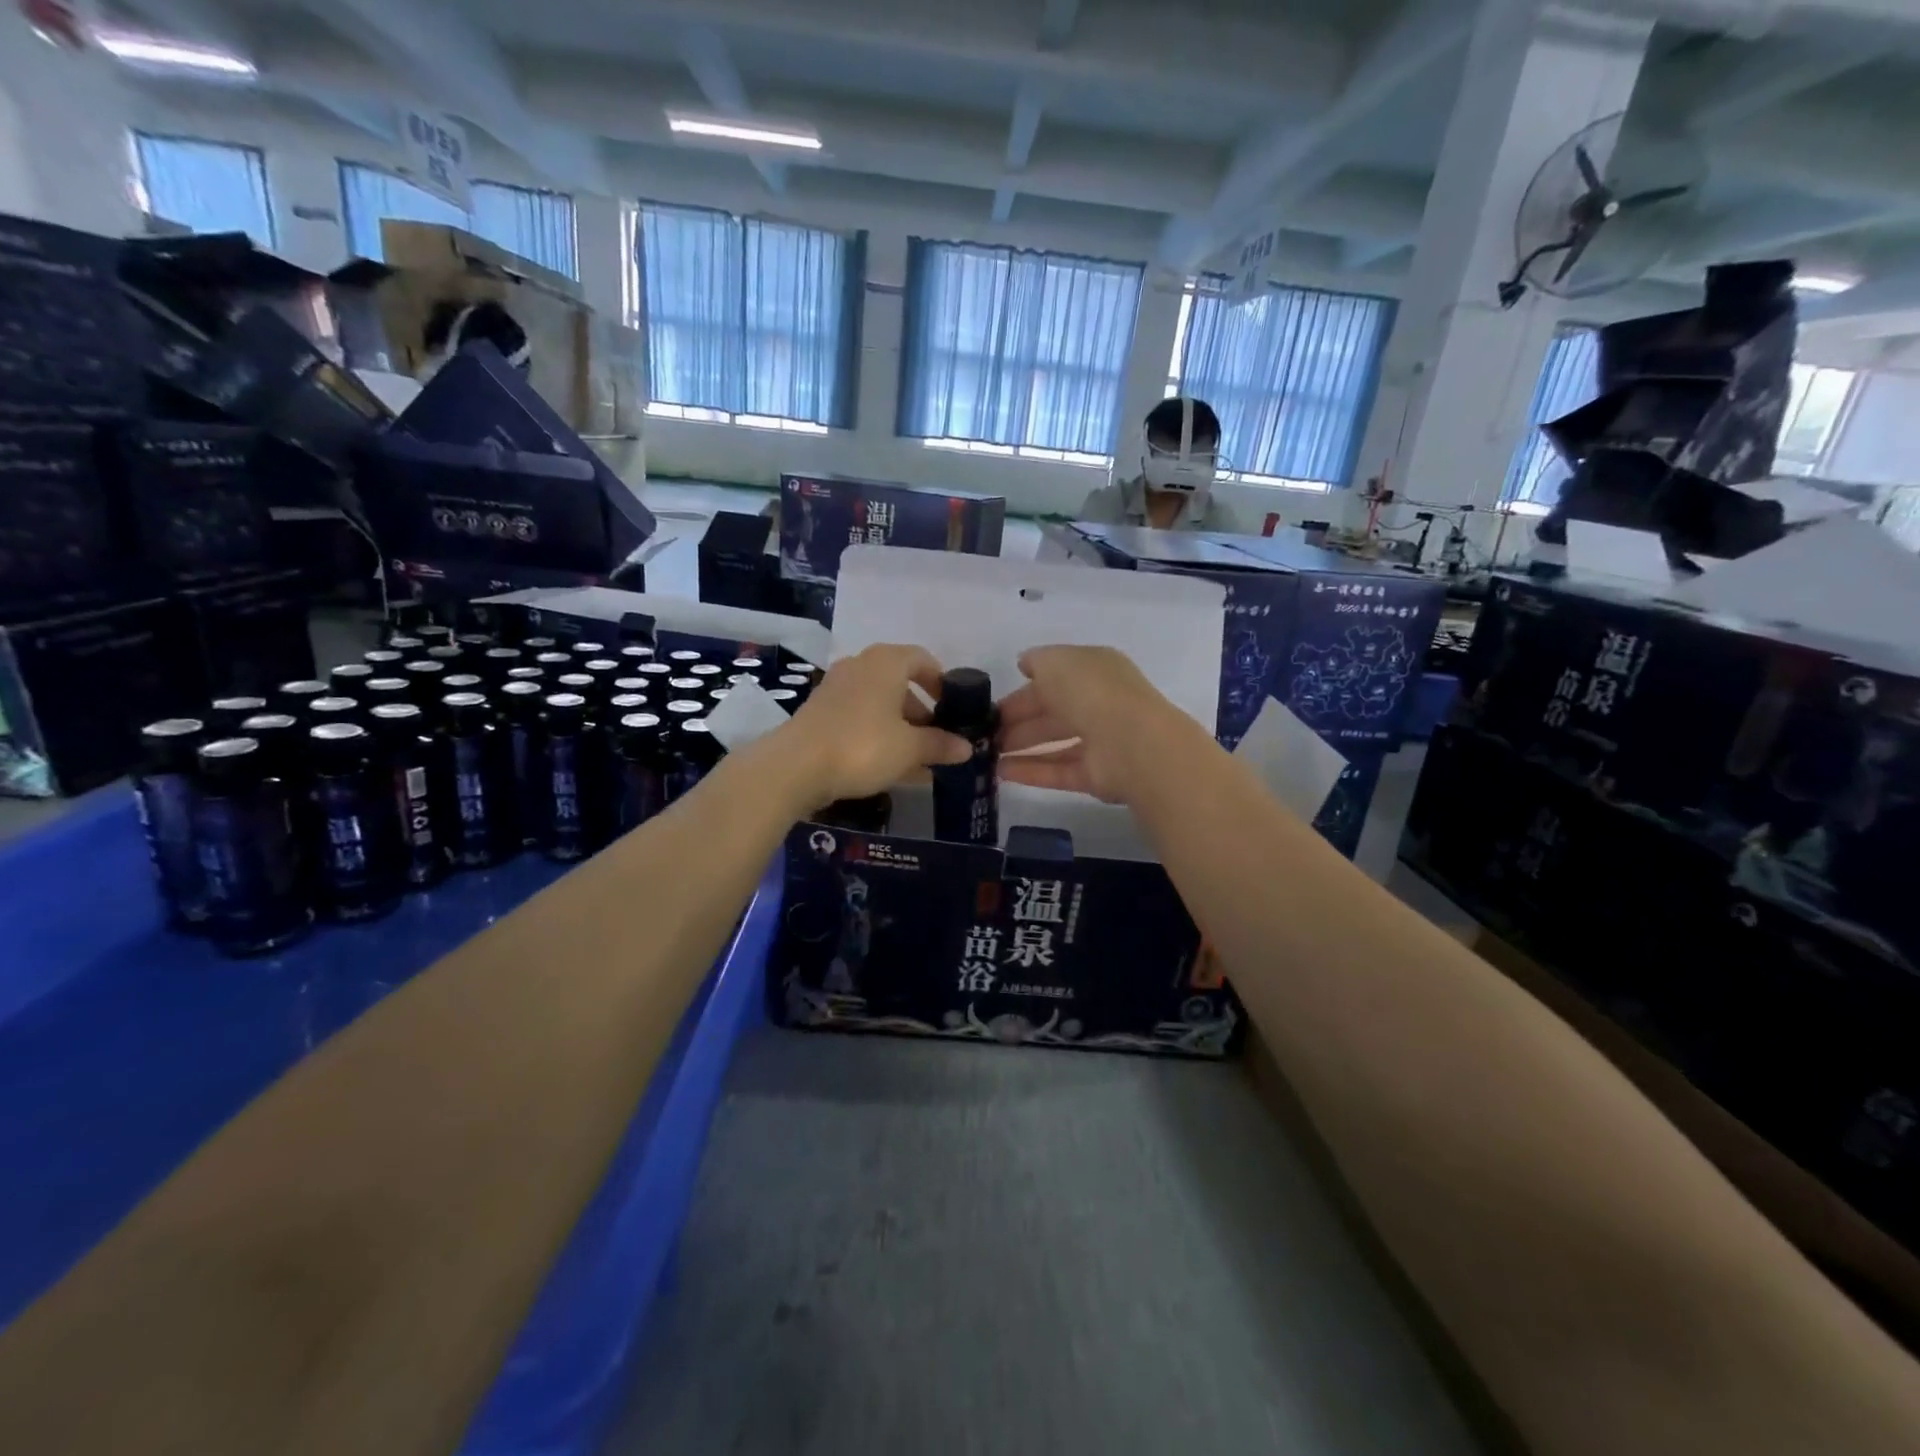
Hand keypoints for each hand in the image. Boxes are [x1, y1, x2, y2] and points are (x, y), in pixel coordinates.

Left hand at [784, 644, 970, 805]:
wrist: (795, 767)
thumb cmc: (863, 746)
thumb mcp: (910, 748)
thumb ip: (940, 745)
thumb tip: (967, 747)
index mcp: (886, 662)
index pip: (922, 659)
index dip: (941, 682)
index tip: (953, 707)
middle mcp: (860, 666)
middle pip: (900, 682)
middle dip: (921, 711)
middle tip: (937, 738)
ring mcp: (836, 688)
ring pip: (879, 702)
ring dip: (900, 725)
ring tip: (917, 758)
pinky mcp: (819, 712)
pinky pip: (860, 717)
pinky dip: (878, 733)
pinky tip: (889, 765)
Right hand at [996, 645, 1204, 802]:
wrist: (1130, 741)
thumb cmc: (1091, 691)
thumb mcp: (1056, 661)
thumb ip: (1037, 660)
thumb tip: (1024, 663)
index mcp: (1094, 670)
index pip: (1054, 678)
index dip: (1022, 690)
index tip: (992, 705)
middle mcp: (1098, 703)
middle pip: (1052, 711)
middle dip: (1017, 721)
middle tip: (985, 733)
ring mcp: (1100, 741)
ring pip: (1054, 742)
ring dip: (1021, 747)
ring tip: (986, 755)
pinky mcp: (1097, 775)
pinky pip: (1059, 771)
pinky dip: (1030, 771)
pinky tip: (1000, 773)